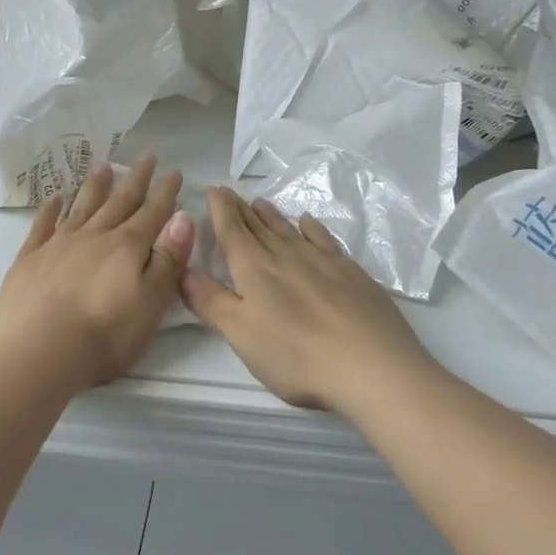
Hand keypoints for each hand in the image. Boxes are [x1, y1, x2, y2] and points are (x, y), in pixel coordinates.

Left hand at [0, 157, 195, 387]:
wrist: (38, 353)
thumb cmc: (104, 336)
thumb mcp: (151, 303)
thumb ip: (168, 260)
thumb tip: (183, 218)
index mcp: (127, 248)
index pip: (153, 213)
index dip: (166, 193)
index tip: (175, 171)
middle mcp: (94, 236)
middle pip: (119, 202)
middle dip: (136, 180)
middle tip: (146, 156)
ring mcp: (58, 244)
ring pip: (82, 207)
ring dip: (95, 186)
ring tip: (104, 166)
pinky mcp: (29, 259)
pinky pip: (43, 225)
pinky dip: (51, 209)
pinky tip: (55, 198)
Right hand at [181, 188, 432, 412]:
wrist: (372, 365)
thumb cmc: (295, 354)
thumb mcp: (240, 333)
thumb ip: (210, 301)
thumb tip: (183, 270)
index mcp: (254, 268)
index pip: (232, 230)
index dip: (220, 209)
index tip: (213, 189)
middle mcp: (286, 255)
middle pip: (258, 226)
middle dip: (240, 209)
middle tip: (230, 192)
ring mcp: (322, 261)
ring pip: (289, 229)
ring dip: (271, 216)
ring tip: (260, 202)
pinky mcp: (351, 272)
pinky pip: (323, 239)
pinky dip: (311, 228)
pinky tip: (308, 222)